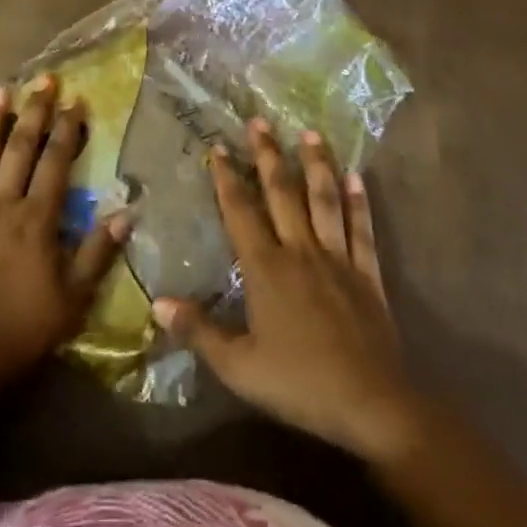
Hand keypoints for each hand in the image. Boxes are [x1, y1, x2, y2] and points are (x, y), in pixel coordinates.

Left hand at [0, 76, 128, 438]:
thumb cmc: (20, 328)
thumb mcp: (73, 298)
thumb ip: (97, 252)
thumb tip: (126, 212)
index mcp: (37, 218)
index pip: (56, 162)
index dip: (67, 129)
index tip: (76, 100)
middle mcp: (3, 203)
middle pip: (20, 148)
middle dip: (34, 111)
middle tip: (43, 80)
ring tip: (0, 90)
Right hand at [153, 119, 418, 463]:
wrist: (369, 404)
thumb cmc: (299, 383)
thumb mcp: (239, 367)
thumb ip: (199, 331)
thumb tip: (157, 303)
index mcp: (266, 268)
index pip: (241, 211)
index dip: (227, 177)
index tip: (218, 146)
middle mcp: (300, 250)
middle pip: (282, 192)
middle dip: (268, 154)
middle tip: (260, 121)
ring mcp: (337, 258)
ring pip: (324, 200)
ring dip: (316, 164)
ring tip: (310, 132)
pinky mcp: (366, 273)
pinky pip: (362, 229)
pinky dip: (359, 202)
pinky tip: (357, 176)